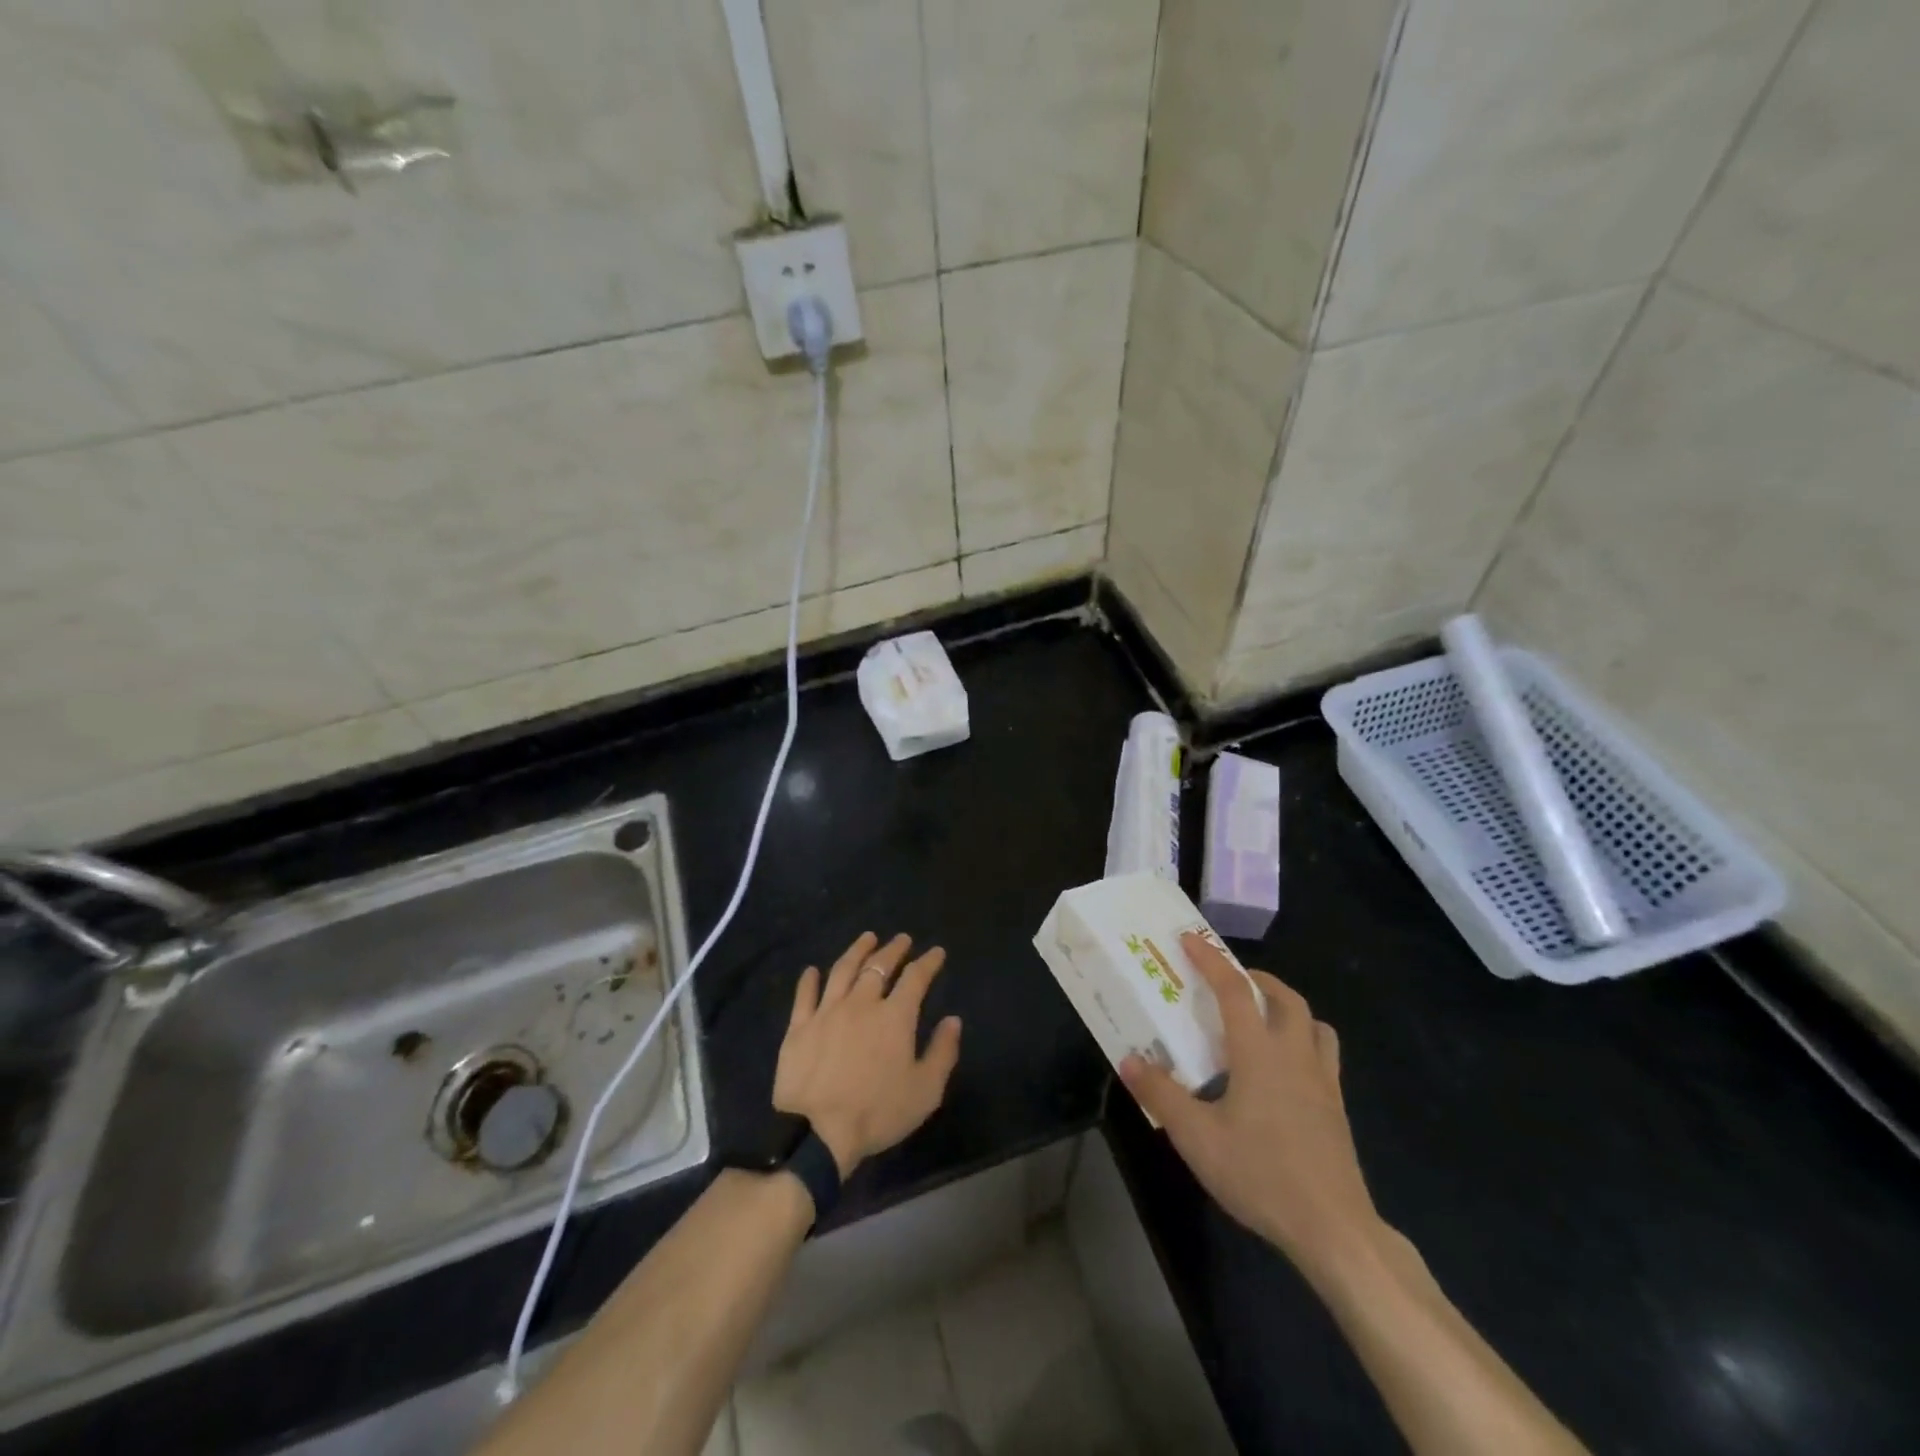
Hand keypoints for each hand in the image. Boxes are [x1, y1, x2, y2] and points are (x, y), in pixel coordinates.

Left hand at [773, 931, 962, 1179]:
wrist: (816, 1133)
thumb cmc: (877, 1113)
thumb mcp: (925, 1091)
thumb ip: (942, 1052)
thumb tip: (953, 1020)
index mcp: (895, 1016)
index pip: (916, 978)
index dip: (928, 962)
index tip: (936, 952)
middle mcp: (862, 1003)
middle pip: (879, 966)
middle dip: (893, 949)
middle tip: (902, 939)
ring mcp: (826, 1012)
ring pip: (843, 970)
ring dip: (857, 950)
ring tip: (867, 938)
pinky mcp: (798, 1027)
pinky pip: (804, 995)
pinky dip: (809, 979)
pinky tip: (813, 970)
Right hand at [1120, 933, 1379, 1283]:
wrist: (1334, 1228)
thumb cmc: (1261, 1174)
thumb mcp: (1197, 1137)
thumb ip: (1160, 1094)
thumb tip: (1128, 1059)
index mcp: (1259, 1052)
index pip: (1233, 990)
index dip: (1210, 960)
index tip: (1189, 939)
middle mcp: (1294, 1054)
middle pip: (1284, 997)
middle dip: (1255, 978)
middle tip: (1228, 980)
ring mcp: (1323, 1081)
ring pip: (1312, 1022)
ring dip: (1286, 1006)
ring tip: (1261, 1017)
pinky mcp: (1337, 1107)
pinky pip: (1324, 1053)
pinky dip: (1304, 1039)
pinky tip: (1285, 1068)